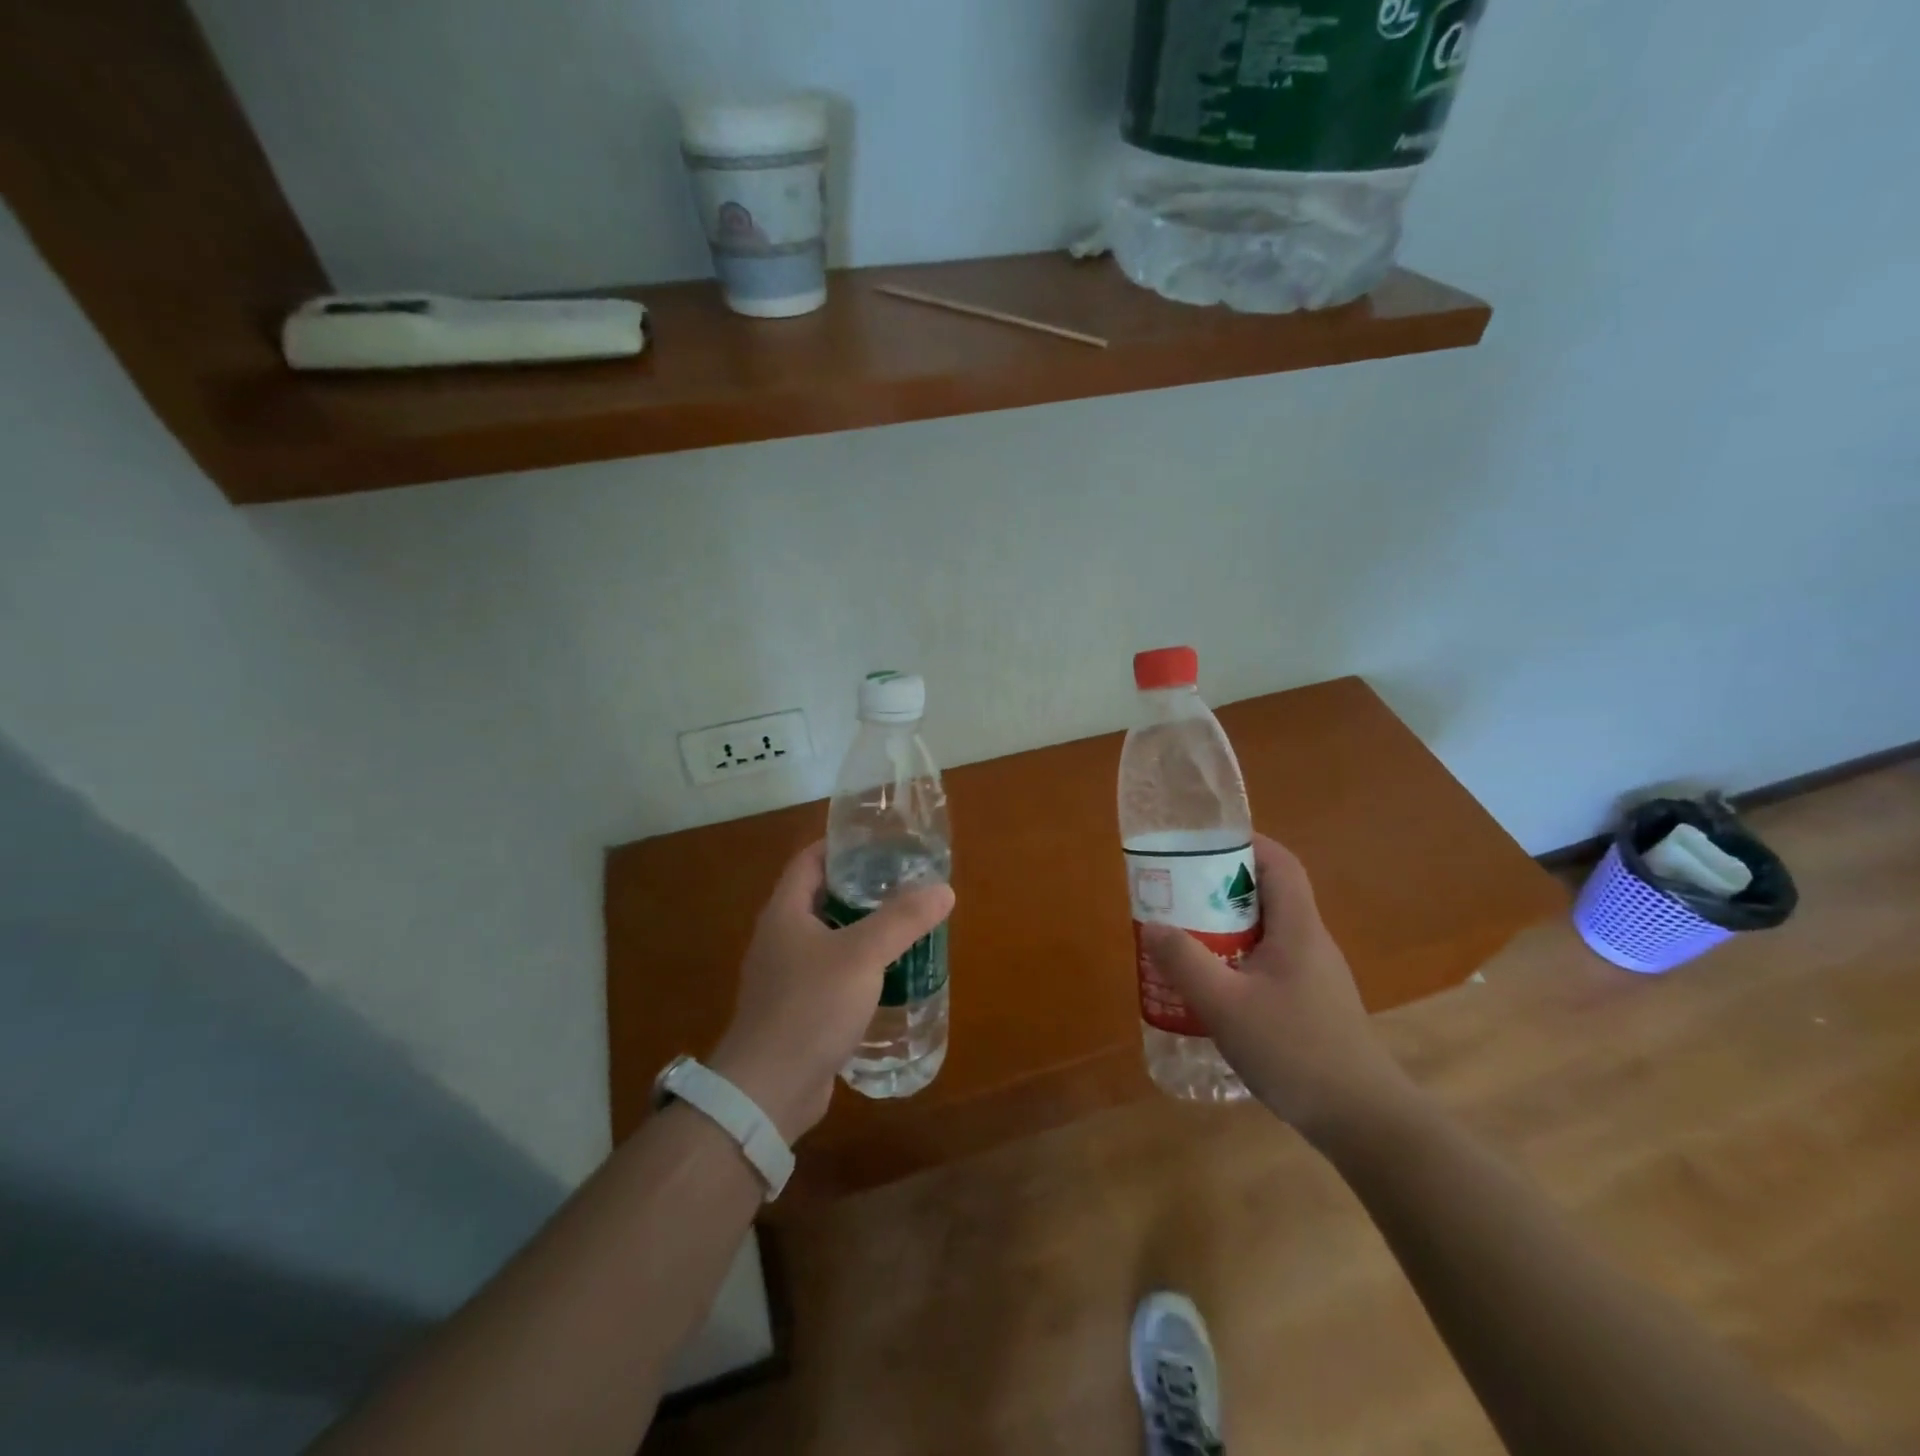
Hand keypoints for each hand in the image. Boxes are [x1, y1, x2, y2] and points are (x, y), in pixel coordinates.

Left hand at [709, 841, 953, 1143]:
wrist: (769, 1089)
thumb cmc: (811, 1006)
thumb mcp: (863, 955)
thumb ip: (903, 919)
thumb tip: (943, 890)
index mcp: (785, 913)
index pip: (809, 860)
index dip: (841, 846)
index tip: (880, 843)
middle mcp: (780, 938)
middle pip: (820, 898)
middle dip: (860, 888)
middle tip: (903, 883)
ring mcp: (785, 977)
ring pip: (828, 939)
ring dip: (861, 930)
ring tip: (904, 925)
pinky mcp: (796, 1010)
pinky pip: (830, 975)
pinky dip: (857, 967)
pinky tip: (888, 976)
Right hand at [1141, 834, 1415, 1141]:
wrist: (1363, 1121)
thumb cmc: (1295, 1050)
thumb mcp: (1225, 1005)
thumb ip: (1185, 962)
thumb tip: (1153, 925)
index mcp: (1298, 928)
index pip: (1280, 864)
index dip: (1246, 843)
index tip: (1202, 844)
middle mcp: (1310, 942)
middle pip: (1269, 894)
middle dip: (1221, 887)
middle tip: (1178, 894)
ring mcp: (1314, 975)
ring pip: (1266, 931)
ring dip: (1226, 926)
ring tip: (1184, 937)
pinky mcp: (1311, 1003)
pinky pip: (1268, 962)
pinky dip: (1236, 959)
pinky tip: (1212, 988)